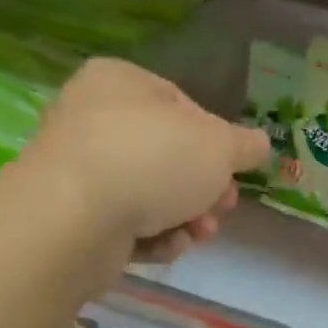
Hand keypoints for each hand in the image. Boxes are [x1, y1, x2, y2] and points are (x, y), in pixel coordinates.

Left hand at [22, 58, 269, 263]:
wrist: (74, 218)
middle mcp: (90, 117)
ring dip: (183, 216)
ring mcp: (76, 168)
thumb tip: (258, 145)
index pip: (180, 104)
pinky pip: (121, 222)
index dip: (215, 140)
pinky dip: (150, 235)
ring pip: (147, 193)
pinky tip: (167, 246)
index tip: (233, 170)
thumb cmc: (152, 159)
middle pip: (166, 154)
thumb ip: (244, 145)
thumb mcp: (218, 146)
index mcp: (119, 81)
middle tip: (223, 209)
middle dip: (202, 188)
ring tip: (200, 234)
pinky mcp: (69, 215)